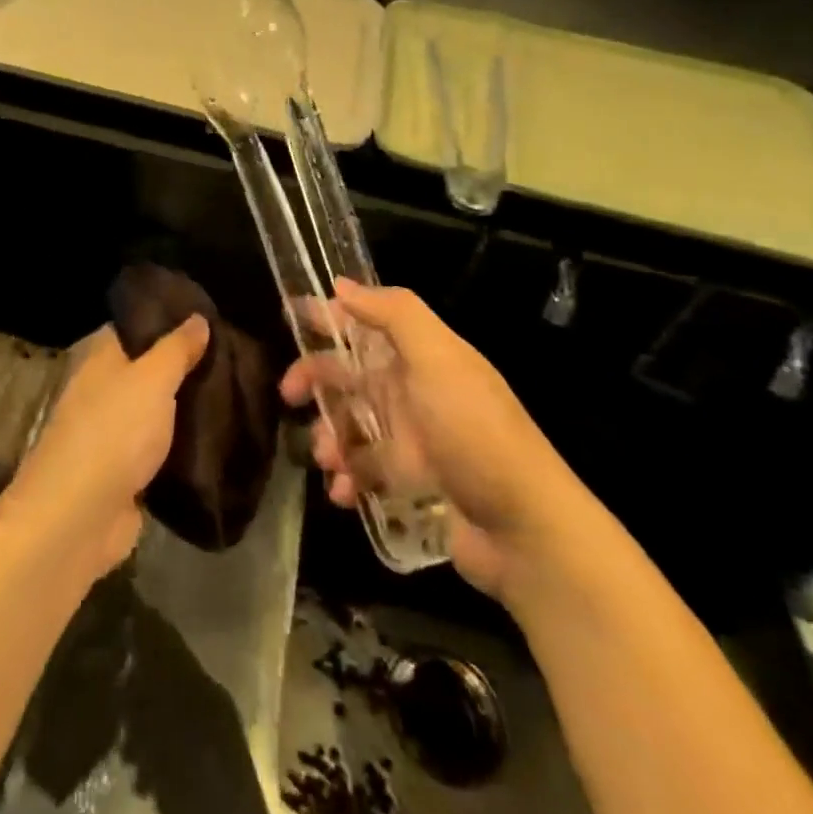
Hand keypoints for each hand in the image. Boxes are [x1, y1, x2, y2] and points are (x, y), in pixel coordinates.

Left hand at [0, 317, 207, 583]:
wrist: (79, 518)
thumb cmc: (113, 432)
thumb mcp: (152, 379)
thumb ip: (176, 349)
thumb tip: (197, 317)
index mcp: (100, 358)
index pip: (134, 327)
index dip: (167, 320)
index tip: (207, 318)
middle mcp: (102, 390)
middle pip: (147, 369)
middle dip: (183, 366)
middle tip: (233, 358)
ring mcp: (111, 434)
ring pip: (156, 411)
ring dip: (185, 408)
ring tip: (234, 394)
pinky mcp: (124, 474)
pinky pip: (159, 450)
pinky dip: (182, 447)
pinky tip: (217, 440)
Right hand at [280, 280, 583, 598]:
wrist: (525, 529)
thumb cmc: (475, 432)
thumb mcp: (439, 360)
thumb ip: (393, 315)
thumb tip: (342, 284)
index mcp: (423, 357)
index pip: (367, 324)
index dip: (330, 316)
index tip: (290, 315)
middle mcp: (415, 392)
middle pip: (351, 375)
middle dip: (316, 381)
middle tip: (288, 395)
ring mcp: (414, 440)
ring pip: (353, 426)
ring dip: (330, 437)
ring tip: (327, 461)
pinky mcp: (414, 484)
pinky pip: (366, 472)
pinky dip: (348, 479)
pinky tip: (343, 493)